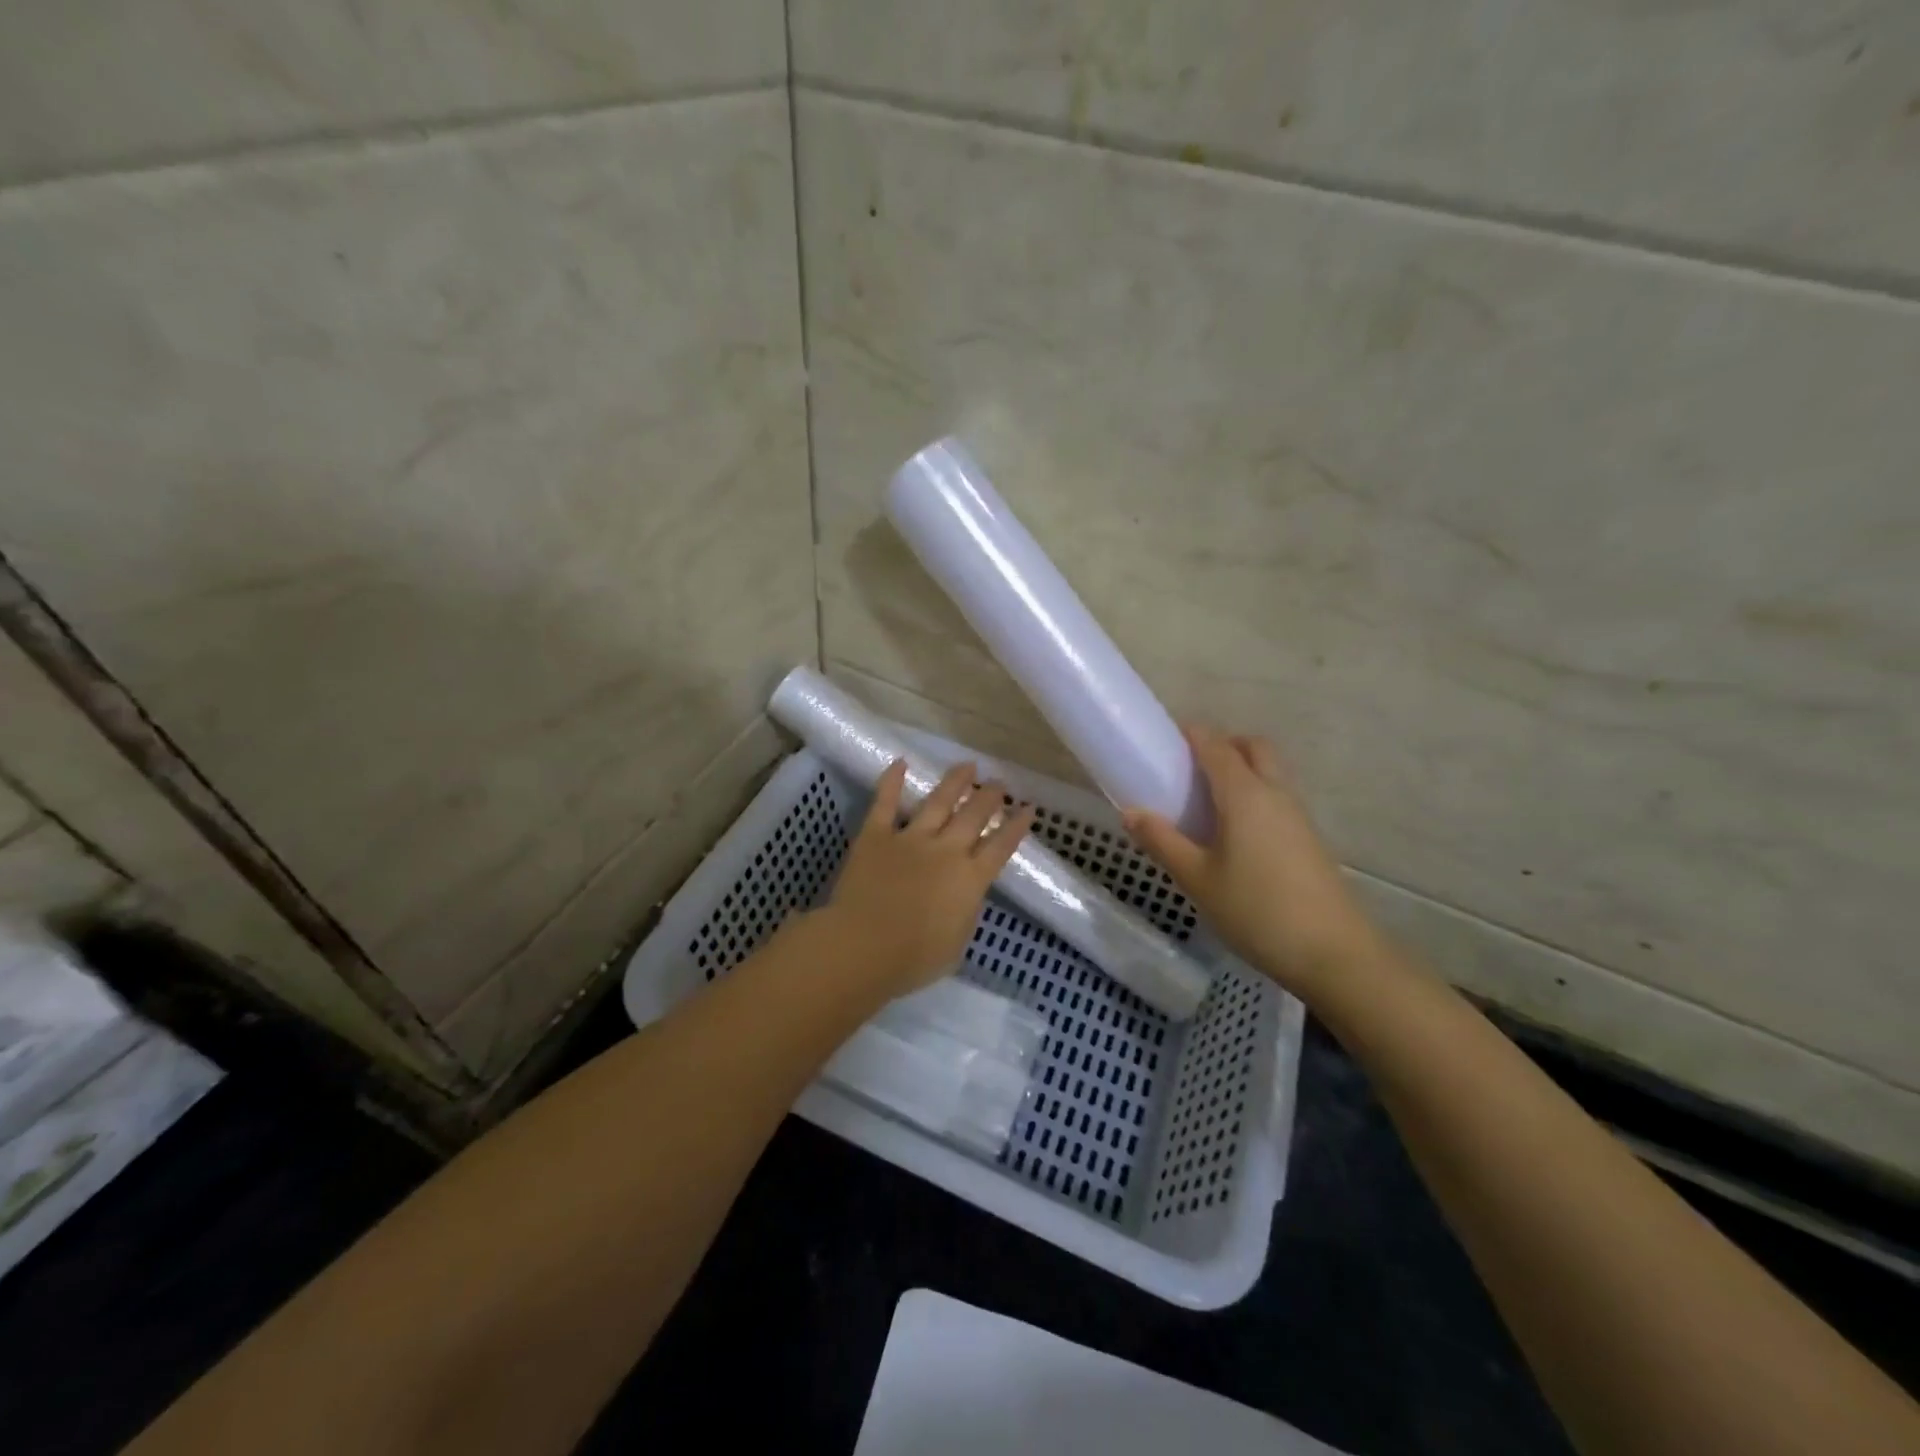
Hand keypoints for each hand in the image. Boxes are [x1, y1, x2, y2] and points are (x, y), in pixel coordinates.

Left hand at [814, 759, 1035, 999]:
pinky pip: (885, 803)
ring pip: (938, 801)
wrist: (862, 947)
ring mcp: (910, 839)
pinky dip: (892, 782)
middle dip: (989, 796)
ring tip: (967, 766)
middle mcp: (946, 850)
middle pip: (974, 816)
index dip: (1016, 826)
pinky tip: (900, 763)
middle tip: (999, 782)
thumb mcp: (956, 944)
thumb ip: (965, 912)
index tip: (1028, 807)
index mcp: (970, 879)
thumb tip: (965, 894)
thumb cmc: (913, 959)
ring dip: (955, 782)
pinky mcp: (876, 836)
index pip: (1001, 846)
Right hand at [1124, 725, 1378, 1001]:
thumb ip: (1162, 842)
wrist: (1334, 954)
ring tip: (1206, 801)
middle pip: (1253, 748)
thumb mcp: (1197, 879)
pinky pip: (1277, 797)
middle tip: (1190, 768)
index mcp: (1245, 794)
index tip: (1164, 738)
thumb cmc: (1256, 911)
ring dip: (1242, 770)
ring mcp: (1297, 816)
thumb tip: (1131, 813)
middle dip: (1223, 745)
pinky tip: (1233, 832)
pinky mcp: (1308, 839)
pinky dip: (1254, 795)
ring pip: (1270, 772)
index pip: (1215, 745)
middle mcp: (1275, 793)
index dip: (1191, 734)